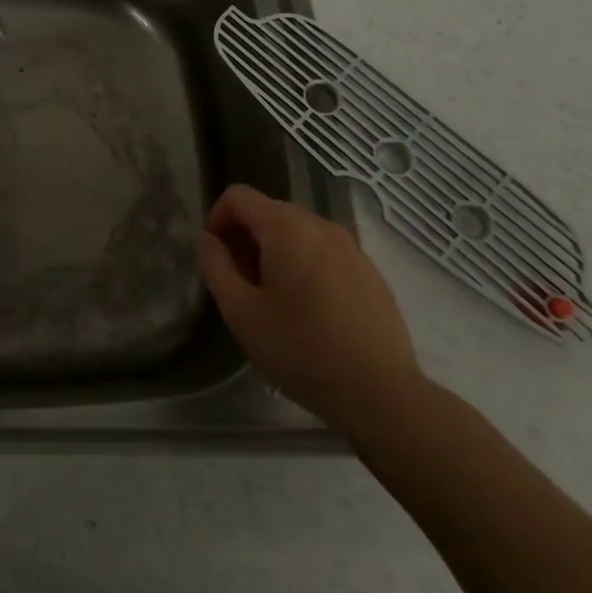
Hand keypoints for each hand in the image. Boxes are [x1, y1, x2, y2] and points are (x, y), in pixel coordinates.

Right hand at [198, 184, 426, 437]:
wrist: (383, 395)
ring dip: (276, 252)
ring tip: (274, 298)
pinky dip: (306, 265)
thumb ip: (215, 266)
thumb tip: (208, 239)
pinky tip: (311, 310)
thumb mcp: (241, 312)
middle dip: (246, 238)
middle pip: (269, 211)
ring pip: (298, 232)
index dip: (217, 218)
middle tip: (241, 282)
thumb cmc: (302, 351)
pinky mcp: (370, 271)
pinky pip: (325, 252)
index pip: (239, 196)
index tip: (216, 257)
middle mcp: (320, 225)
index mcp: (286, 227)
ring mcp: (351, 247)